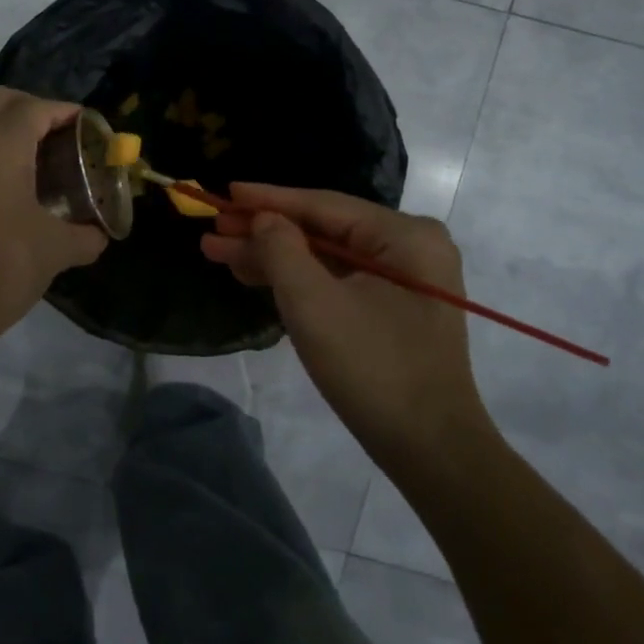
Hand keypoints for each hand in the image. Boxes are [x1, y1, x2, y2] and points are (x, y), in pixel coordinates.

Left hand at [0, 89, 107, 340]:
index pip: (36, 108)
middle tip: (59, 134)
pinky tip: (7, 186)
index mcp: (1, 146)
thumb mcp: (56, 251)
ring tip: (35, 156)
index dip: (65, 111)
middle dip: (32, 108)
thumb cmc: (3, 266)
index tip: (88, 126)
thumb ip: (85, 237)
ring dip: (5, 127)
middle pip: (0, 100)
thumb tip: (99, 236)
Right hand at [201, 184, 495, 463]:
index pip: (323, 204)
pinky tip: (257, 276)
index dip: (268, 199)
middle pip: (323, 229)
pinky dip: (298, 280)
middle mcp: (410, 248)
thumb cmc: (373, 368)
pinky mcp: (394, 309)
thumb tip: (264, 219)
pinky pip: (337, 281)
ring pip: (326, 256)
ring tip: (220, 254)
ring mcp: (405, 280)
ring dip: (274, 257)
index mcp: (405, 235)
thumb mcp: (314, 303)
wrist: (430, 450)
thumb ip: (281, 249)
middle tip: (213, 232)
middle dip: (264, 232)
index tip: (225, 192)